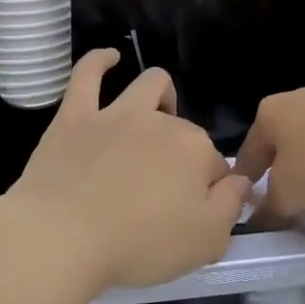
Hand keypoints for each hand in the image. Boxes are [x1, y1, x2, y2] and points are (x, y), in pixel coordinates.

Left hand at [0, 49, 250, 293]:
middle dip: (185, 149)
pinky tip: (109, 58)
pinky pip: (87, 74)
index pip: (215, 164)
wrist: (63, 235)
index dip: (211, 187)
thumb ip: (230, 207)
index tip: (199, 210)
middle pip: (183, 128)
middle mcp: (159, 122)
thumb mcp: (205, 242)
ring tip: (158, 112)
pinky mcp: (75, 115)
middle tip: (169, 186)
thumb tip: (242, 181)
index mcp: (194, 150)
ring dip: (160, 94)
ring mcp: (115, 114)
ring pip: (148, 85)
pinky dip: (99, 61)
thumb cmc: (139, 245)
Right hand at [236, 69, 304, 224]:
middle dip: (286, 162)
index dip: (246, 179)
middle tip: (294, 195)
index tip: (247, 200)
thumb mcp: (293, 194)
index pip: (249, 152)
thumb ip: (272, 208)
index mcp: (271, 115)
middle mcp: (300, 96)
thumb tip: (260, 219)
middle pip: (286, 135)